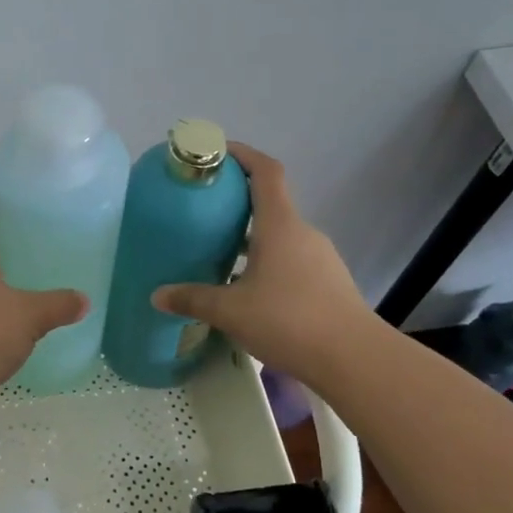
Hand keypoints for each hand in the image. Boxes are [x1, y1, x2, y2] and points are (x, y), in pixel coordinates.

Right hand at [151, 144, 371, 380]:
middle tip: (205, 212)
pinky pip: (291, 260)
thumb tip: (157, 295)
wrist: (355, 359)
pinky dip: (267, 262)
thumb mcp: (230, 311)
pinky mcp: (328, 283)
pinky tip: (249, 291)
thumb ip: (193, 299)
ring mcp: (320, 258)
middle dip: (238, 202)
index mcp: (280, 225)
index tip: (217, 152)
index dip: (243, 154)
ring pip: (280, 236)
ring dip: (252, 238)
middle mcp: (303, 233)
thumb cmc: (289, 320)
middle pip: (270, 203)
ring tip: (221, 255)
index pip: (266, 171)